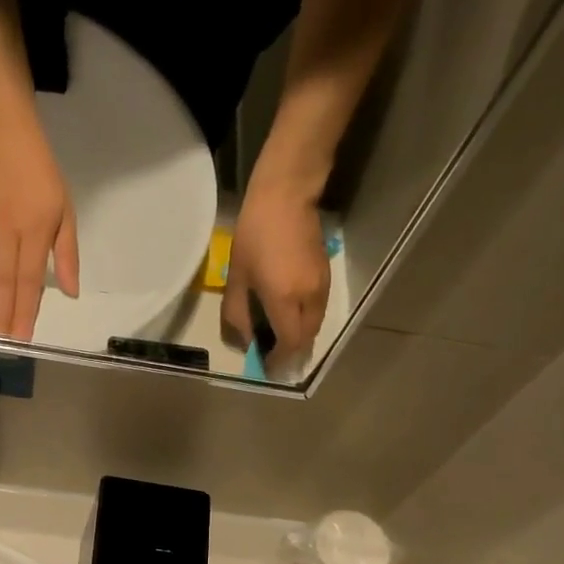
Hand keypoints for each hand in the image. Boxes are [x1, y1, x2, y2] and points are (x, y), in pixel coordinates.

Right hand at [0, 90, 79, 339]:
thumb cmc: (38, 168)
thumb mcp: (64, 208)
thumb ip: (67, 252)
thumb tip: (70, 292)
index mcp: (34, 230)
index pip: (29, 281)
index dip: (24, 312)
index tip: (20, 339)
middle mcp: (7, 233)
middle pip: (3, 283)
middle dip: (0, 316)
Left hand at [221, 168, 330, 374]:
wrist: (286, 196)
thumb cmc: (254, 234)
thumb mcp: (238, 277)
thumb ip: (238, 314)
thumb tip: (245, 341)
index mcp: (285, 300)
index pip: (288, 344)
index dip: (278, 360)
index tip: (267, 367)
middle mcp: (308, 298)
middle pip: (305, 339)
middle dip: (290, 352)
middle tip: (273, 356)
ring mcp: (321, 286)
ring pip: (314, 325)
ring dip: (299, 337)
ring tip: (280, 339)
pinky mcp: (326, 275)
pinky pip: (317, 309)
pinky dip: (305, 321)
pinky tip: (291, 317)